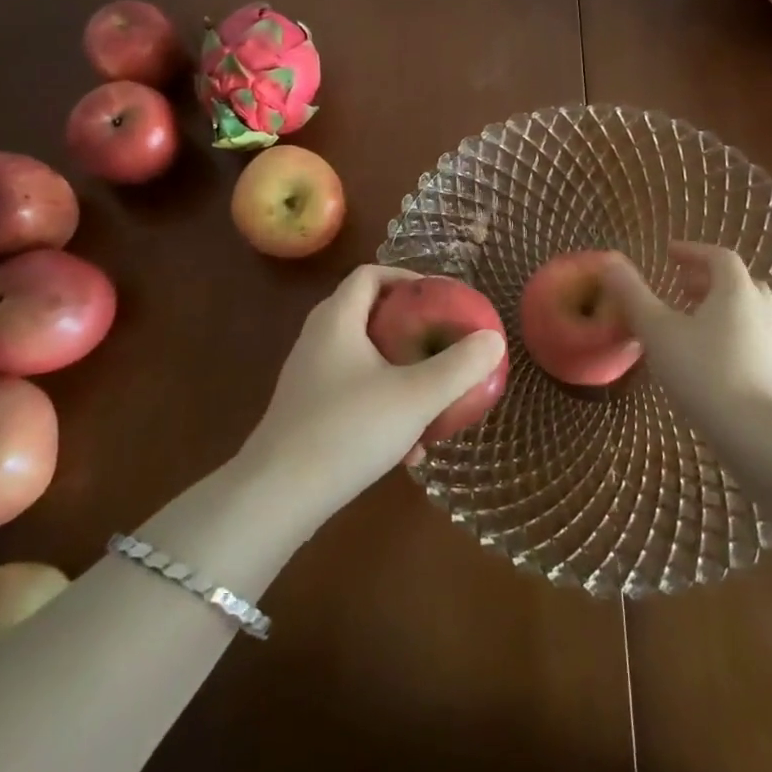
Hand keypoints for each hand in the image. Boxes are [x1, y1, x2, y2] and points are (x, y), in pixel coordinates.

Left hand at [235, 265, 506, 528]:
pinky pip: (351, 390)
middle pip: (367, 313)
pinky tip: (406, 446)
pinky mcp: (306, 411)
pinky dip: (380, 402)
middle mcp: (318, 338)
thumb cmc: (348, 430)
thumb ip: (458, 367)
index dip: (406, 277)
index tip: (440, 298)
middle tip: (441, 340)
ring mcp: (308, 376)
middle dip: (408, 325)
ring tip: (431, 394)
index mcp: (338, 319)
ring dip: (397, 369)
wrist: (278, 497)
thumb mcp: (415, 397)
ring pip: (362, 357)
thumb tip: (493, 339)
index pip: (370, 274)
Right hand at [598, 242, 771, 434]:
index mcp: (736, 291)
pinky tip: (703, 356)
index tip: (668, 254)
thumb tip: (610, 261)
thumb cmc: (704, 373)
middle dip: (706, 279)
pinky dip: (725, 332)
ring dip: (717, 306)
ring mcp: (770, 342)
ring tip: (687, 320)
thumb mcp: (658, 330)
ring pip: (745, 311)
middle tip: (679, 285)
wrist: (760, 436)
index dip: (692, 251)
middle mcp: (759, 310)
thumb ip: (633, 294)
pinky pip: (748, 337)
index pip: (719, 257)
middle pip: (737, 282)